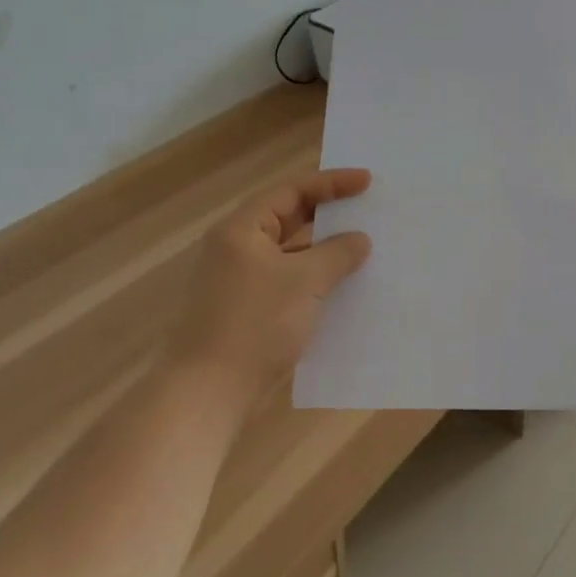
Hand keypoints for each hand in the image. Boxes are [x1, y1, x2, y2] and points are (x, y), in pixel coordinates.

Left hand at [174, 168, 373, 409]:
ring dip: (325, 250)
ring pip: (291, 253)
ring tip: (364, 248)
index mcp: (242, 230)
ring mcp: (241, 282)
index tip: (368, 182)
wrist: (207, 394)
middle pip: (290, 218)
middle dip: (330, 215)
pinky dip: (316, 280)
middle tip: (368, 210)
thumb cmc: (255, 325)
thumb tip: (359, 240)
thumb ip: (337, 253)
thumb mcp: (304, 281)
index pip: (292, 191)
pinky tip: (344, 289)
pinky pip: (289, 282)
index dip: (332, 183)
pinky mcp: (248, 311)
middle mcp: (238, 249)